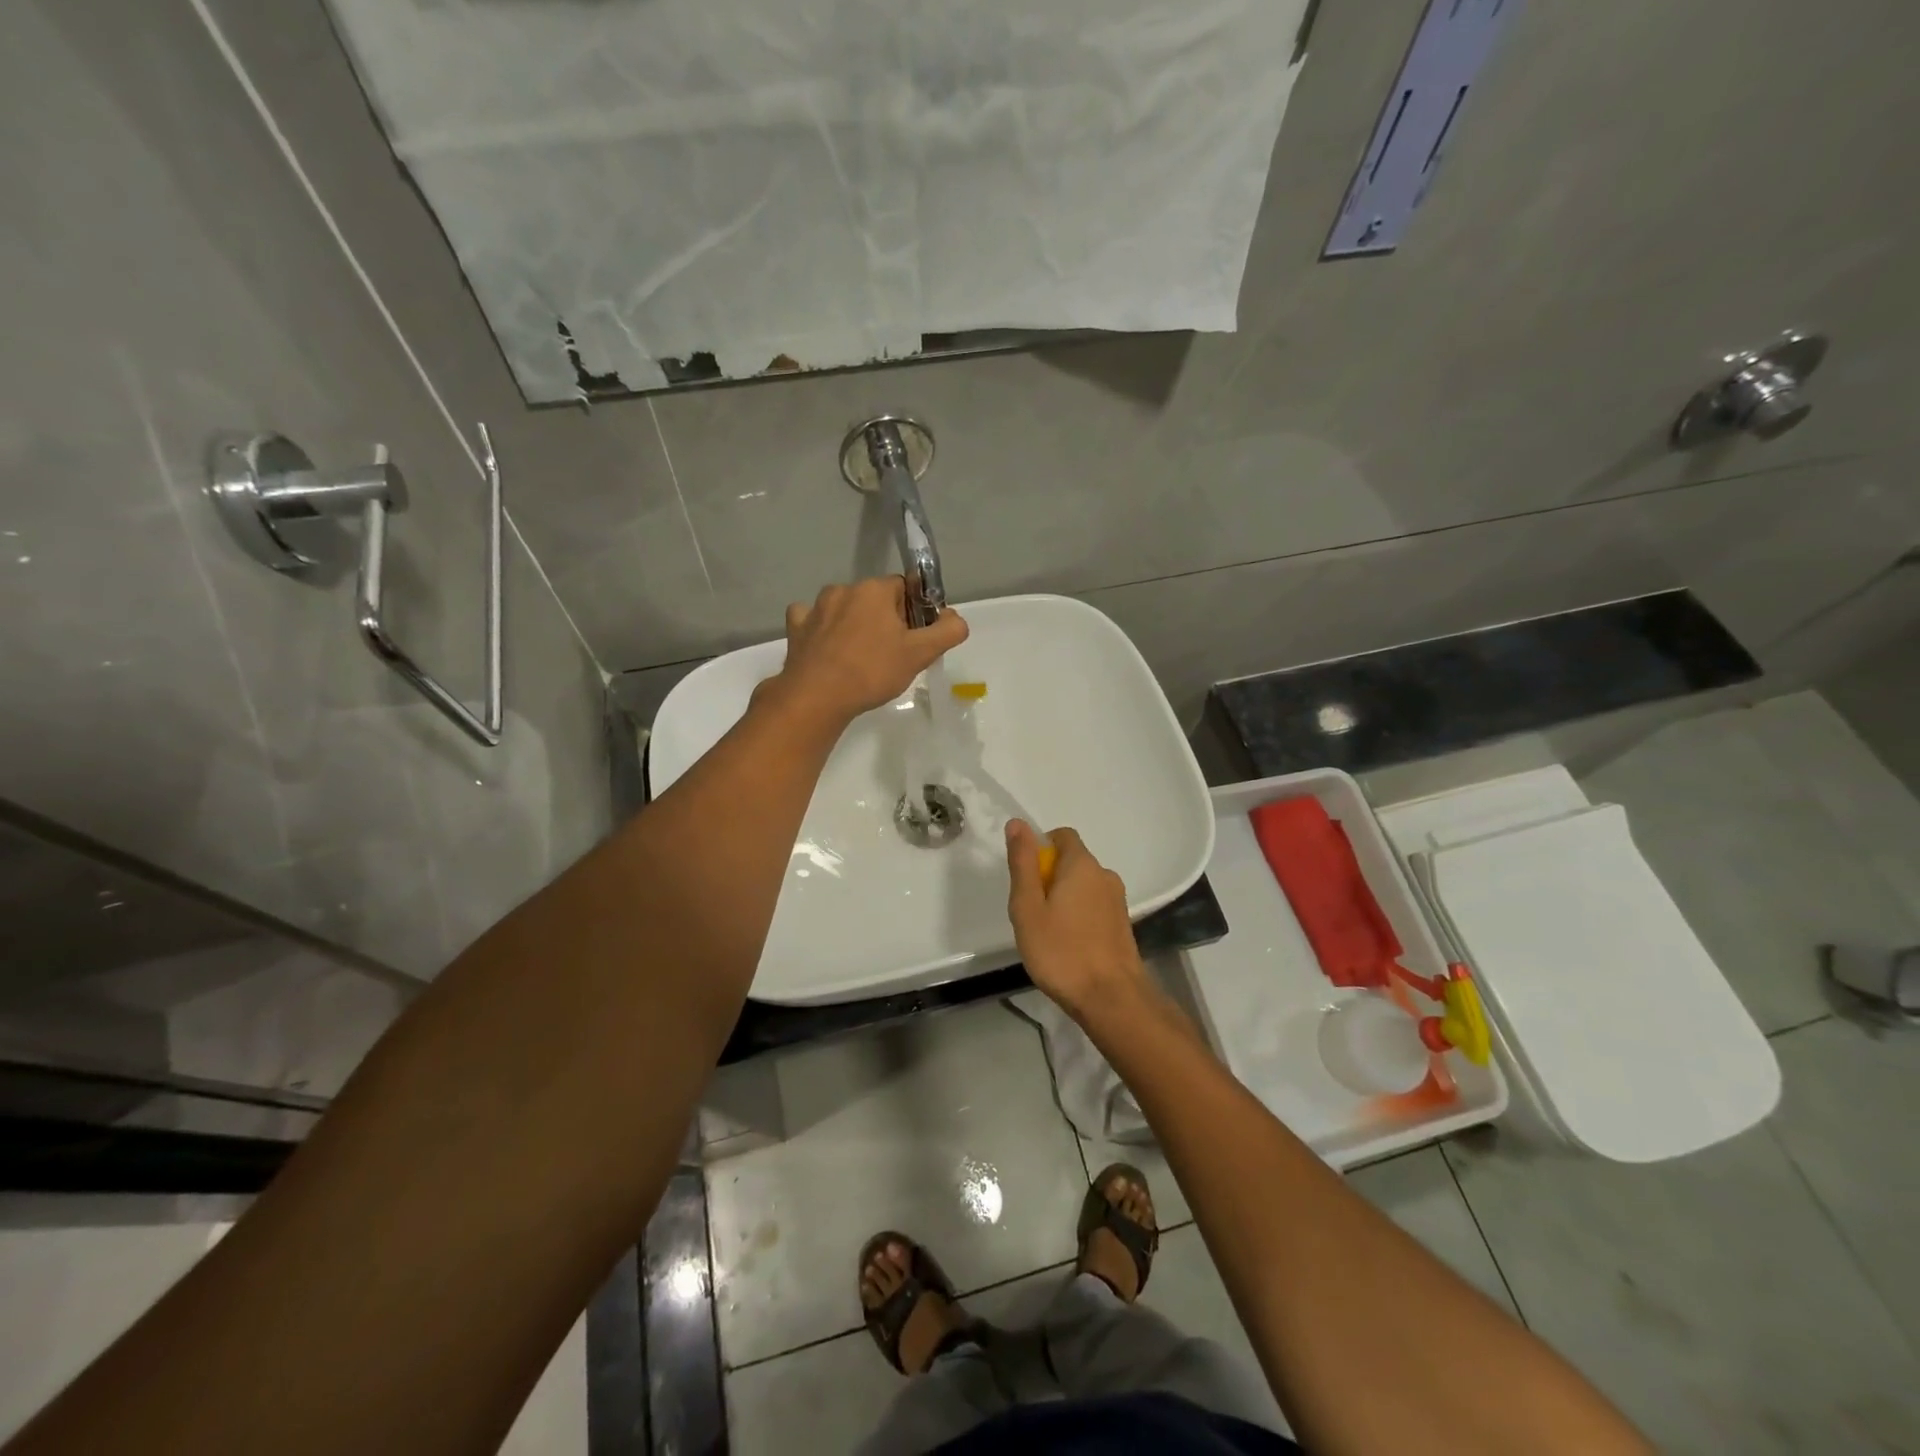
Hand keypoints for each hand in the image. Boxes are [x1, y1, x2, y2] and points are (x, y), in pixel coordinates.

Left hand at [771, 577, 968, 725]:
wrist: (817, 698)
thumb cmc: (872, 672)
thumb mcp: (920, 654)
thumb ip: (947, 632)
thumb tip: (955, 618)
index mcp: (874, 589)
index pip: (904, 589)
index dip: (913, 614)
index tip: (913, 640)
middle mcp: (843, 589)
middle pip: (874, 599)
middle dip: (885, 620)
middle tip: (891, 656)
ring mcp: (815, 608)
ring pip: (844, 609)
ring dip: (853, 625)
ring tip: (859, 659)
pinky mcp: (795, 628)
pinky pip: (812, 621)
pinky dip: (821, 631)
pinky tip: (827, 650)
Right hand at [1006, 820, 1150, 1019]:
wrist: (1111, 998)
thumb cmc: (1061, 951)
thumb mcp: (1028, 907)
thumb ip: (1023, 863)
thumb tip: (1018, 823)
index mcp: (1082, 864)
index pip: (1062, 836)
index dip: (1040, 849)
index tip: (1026, 879)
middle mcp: (1105, 875)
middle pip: (1072, 862)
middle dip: (1049, 877)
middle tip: (1031, 912)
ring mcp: (1117, 901)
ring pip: (1083, 886)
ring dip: (1064, 899)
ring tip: (1048, 933)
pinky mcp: (1122, 924)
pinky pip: (1094, 907)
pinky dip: (1078, 916)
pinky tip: (1068, 945)